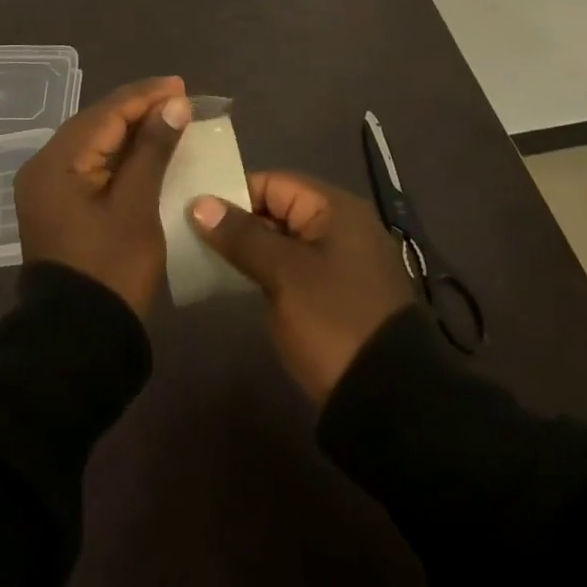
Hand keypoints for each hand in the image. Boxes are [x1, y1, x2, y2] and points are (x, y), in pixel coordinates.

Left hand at [15, 77, 192, 317]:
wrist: (78, 342)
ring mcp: (47, 188)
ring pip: (93, 143)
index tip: (181, 86)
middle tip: (179, 99)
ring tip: (168, 118)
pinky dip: (119, 156)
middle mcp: (44, 166)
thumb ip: (153, 149)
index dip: (145, 96)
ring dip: (130, 131)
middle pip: (96, 123)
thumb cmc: (111, 270)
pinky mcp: (57, 206)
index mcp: (56, 162)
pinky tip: (146, 150)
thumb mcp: (137, 206)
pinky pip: (90, 165)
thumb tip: (174, 104)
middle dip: (138, 109)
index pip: (105, 113)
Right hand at [190, 171, 416, 403]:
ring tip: (208, 260)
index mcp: (336, 209)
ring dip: (251, 250)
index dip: (233, 194)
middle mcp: (343, 226)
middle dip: (238, 223)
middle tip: (195, 237)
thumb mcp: (283, 274)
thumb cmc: (333, 322)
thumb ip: (241, 235)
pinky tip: (240, 285)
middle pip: (278, 210)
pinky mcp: (340, 295)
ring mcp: (343, 262)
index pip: (272, 182)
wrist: (391, 403)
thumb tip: (200, 202)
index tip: (196, 214)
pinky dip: (269, 272)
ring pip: (285, 242)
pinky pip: (296, 269)